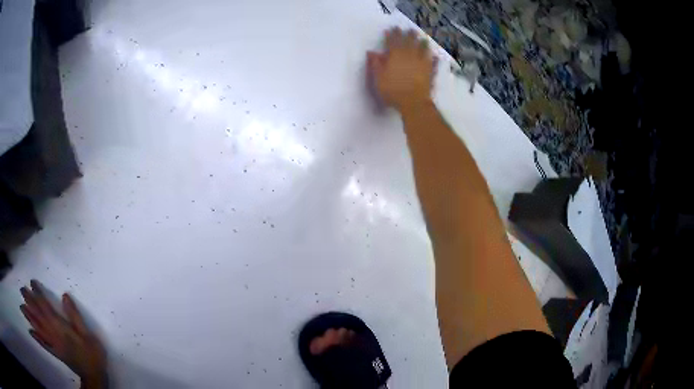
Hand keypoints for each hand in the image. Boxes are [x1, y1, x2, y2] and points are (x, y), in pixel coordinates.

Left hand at [20, 280, 107, 388]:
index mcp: (60, 327)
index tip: (31, 282)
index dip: (38, 293)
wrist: (94, 377)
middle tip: (21, 289)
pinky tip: (30, 332)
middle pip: (38, 315)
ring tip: (22, 307)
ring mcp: (53, 344)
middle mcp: (53, 333)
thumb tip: (64, 295)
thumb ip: (75, 316)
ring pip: (38, 328)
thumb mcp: (88, 335)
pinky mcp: (55, 353)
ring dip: (29, 317)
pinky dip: (36, 338)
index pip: (45, 306)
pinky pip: (43, 344)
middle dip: (29, 302)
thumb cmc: (92, 354)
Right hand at [367, 27, 435, 111]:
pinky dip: (434, 57)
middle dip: (409, 34)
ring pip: (423, 49)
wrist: (413, 102)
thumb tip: (371, 52)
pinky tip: (435, 56)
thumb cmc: (392, 90)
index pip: (393, 40)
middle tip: (409, 29)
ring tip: (423, 38)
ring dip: (422, 42)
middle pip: (409, 41)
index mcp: (395, 55)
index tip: (393, 28)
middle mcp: (409, 55)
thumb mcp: (378, 78)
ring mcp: (421, 62)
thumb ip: (375, 64)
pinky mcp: (430, 71)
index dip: (392, 34)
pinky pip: (433, 62)